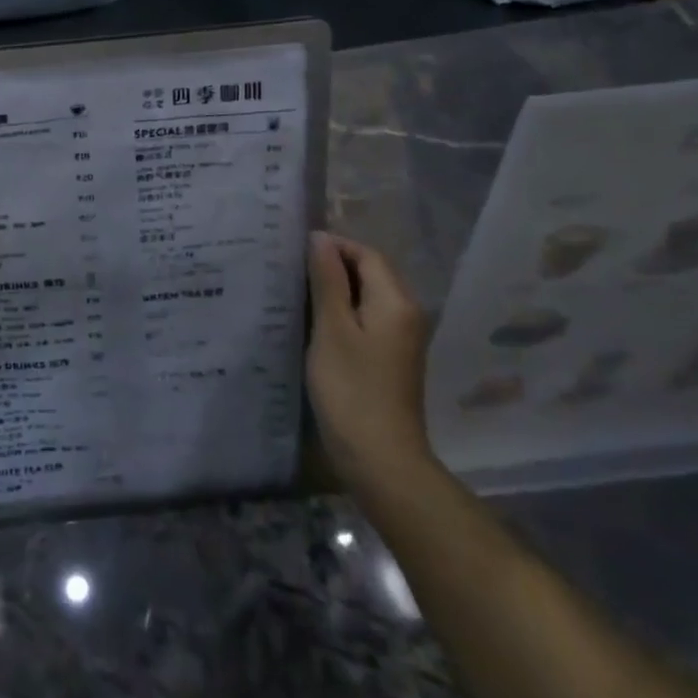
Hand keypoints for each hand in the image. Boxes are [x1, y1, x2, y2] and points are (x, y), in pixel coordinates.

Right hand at [306, 232, 435, 510]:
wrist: (381, 459)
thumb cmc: (351, 389)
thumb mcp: (331, 328)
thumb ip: (327, 280)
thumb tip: (320, 239)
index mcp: (395, 300)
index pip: (367, 253)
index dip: (333, 245)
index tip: (294, 250)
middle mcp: (406, 313)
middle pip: (371, 272)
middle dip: (333, 265)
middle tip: (291, 268)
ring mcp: (401, 338)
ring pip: (368, 296)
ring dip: (335, 289)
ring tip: (297, 291)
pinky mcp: (391, 358)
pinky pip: (367, 318)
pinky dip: (343, 312)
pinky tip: (315, 323)